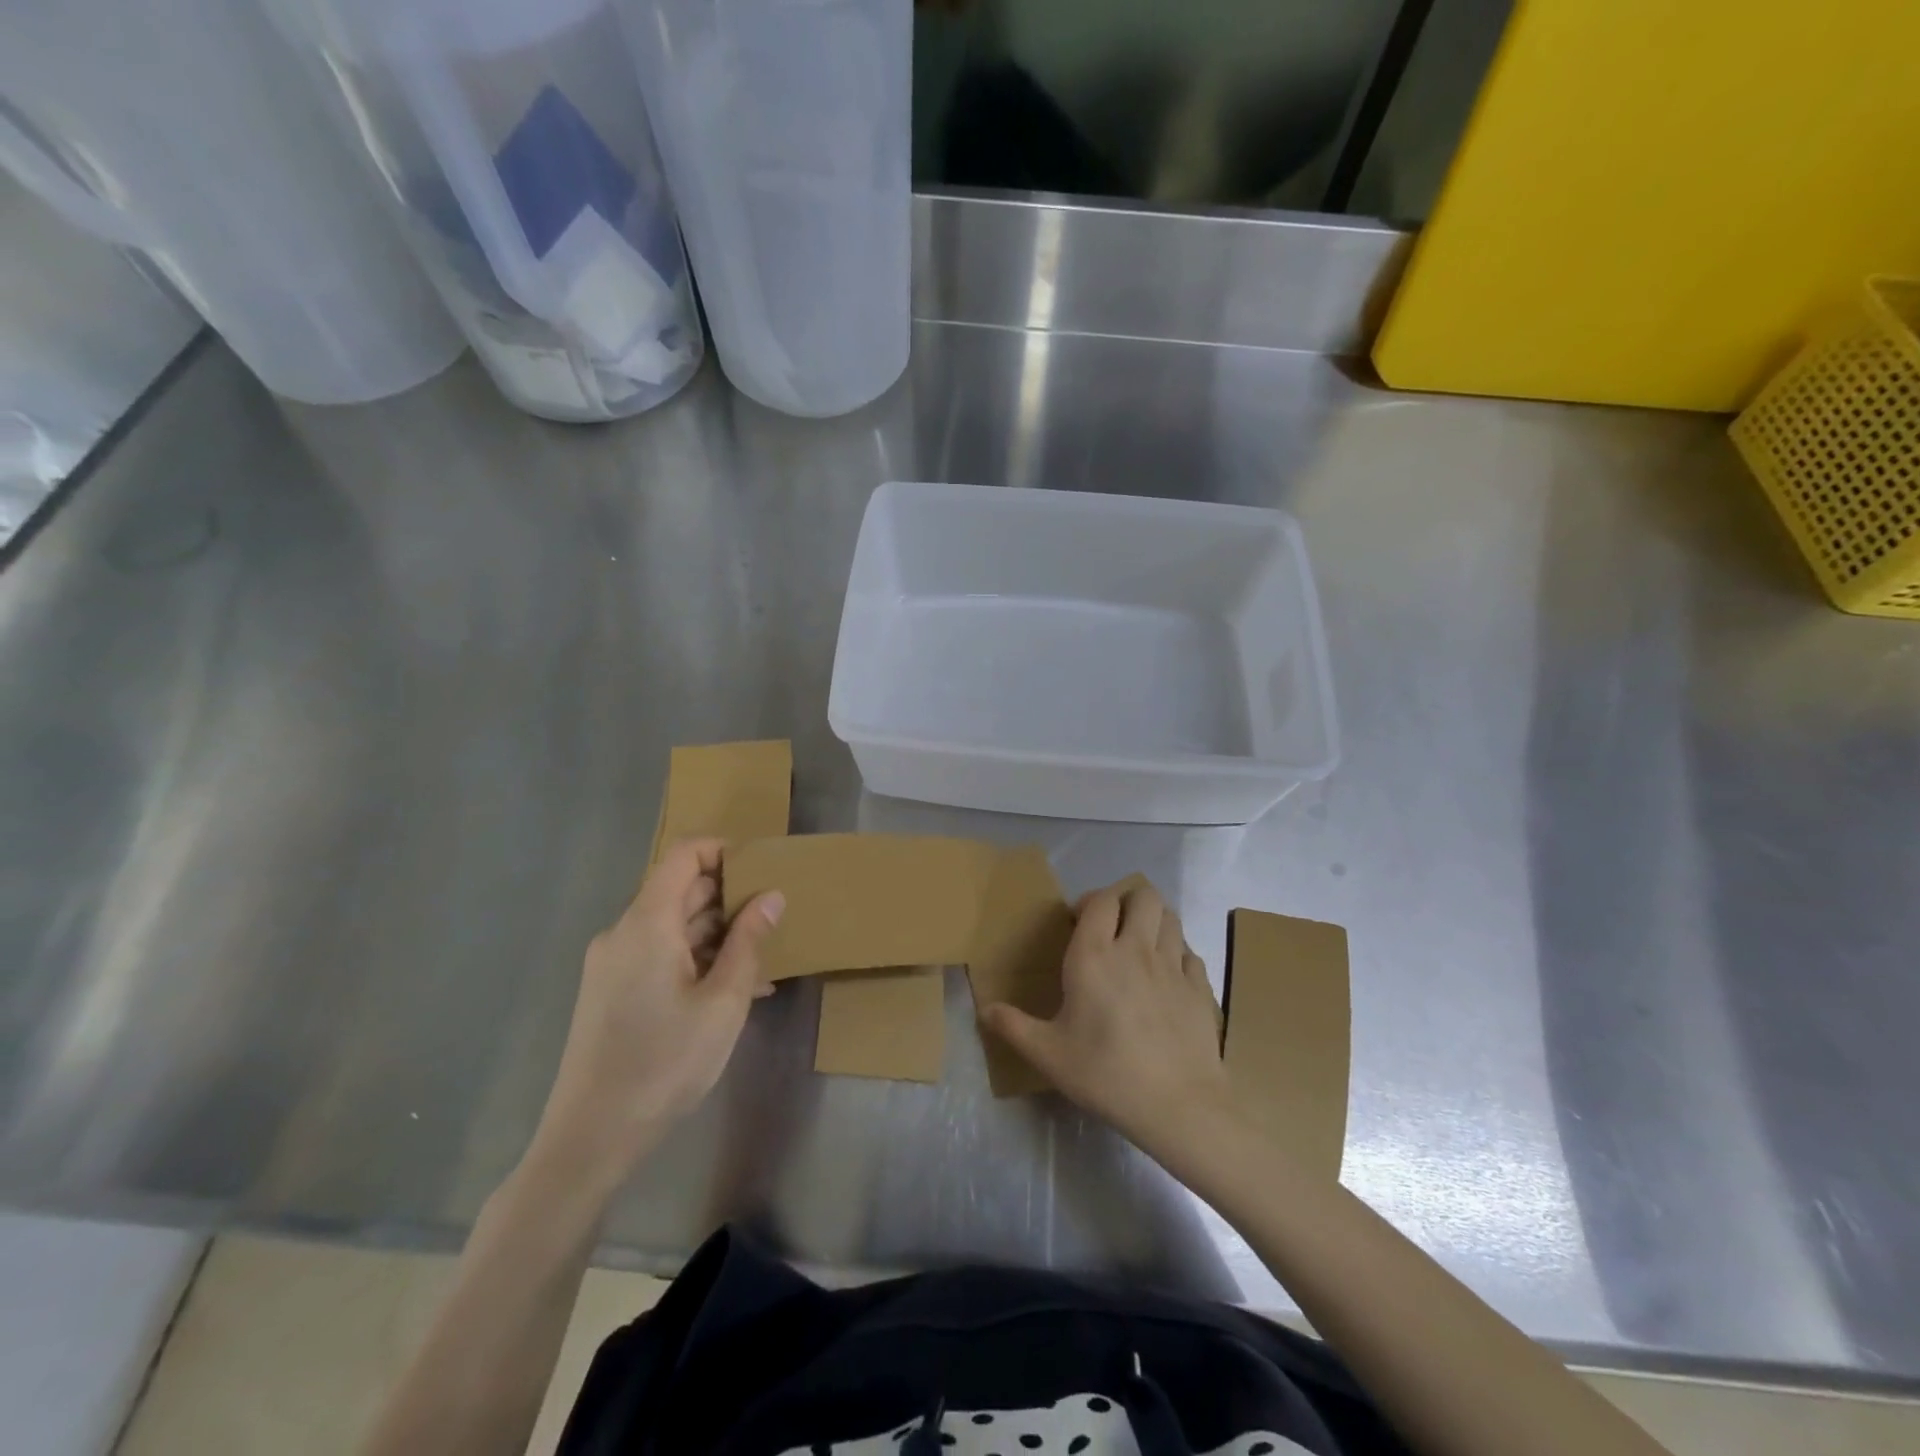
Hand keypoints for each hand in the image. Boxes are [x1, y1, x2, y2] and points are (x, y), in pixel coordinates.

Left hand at [531, 839, 783, 1190]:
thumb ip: (749, 942)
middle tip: (773, 919)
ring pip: (672, 927)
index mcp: (647, 923)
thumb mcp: (723, 1002)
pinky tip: (731, 989)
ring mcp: (612, 963)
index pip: (683, 856)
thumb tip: (772, 896)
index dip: (723, 851)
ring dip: (717, 934)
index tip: (762, 870)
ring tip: (762, 960)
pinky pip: (659, 955)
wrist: (590, 1137)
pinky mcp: (610, 991)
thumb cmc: (665, 1063)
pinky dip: (695, 959)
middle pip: (678, 890)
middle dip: (728, 898)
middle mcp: (623, 933)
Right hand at [983, 879, 1236, 1159]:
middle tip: (1112, 928)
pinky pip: (1190, 953)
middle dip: (1127, 901)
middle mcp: (1136, 949)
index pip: (1100, 900)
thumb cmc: (1106, 1074)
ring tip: (1140, 946)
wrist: (1178, 1105)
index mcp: (1095, 955)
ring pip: (1170, 917)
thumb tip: (983, 1010)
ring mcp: (1174, 966)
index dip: (1090, 901)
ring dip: (1154, 922)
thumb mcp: (1048, 1054)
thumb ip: (1013, 1026)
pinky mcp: (1200, 987)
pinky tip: (1167, 979)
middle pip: (1143, 895)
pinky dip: (1178, 955)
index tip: (1078, 922)